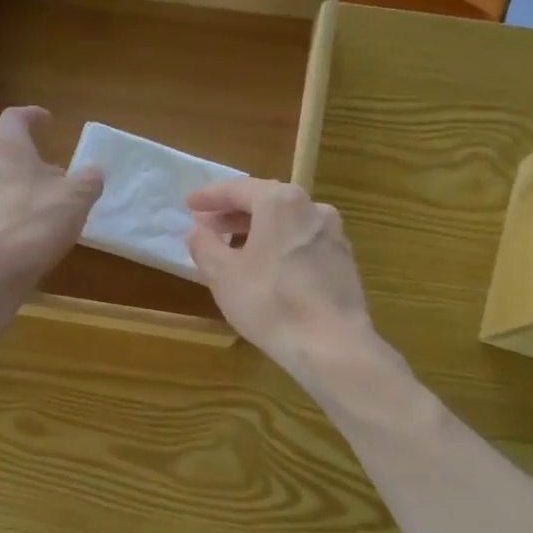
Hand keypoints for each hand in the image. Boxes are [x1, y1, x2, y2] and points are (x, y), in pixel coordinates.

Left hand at [0, 106, 102, 292]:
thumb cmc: (34, 223)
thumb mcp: (76, 199)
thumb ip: (88, 180)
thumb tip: (92, 173)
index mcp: (4, 147)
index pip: (15, 117)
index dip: (33, 117)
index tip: (48, 122)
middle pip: (2, 153)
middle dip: (25, 162)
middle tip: (50, 177)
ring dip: (11, 189)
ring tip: (34, 209)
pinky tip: (15, 236)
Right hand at [186, 179, 380, 387]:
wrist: (331, 343)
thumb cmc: (270, 302)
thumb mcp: (223, 274)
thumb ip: (204, 246)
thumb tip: (198, 231)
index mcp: (280, 202)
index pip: (238, 189)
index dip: (210, 197)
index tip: (190, 205)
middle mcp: (312, 207)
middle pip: (265, 202)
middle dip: (233, 213)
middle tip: (208, 227)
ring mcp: (333, 234)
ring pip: (286, 222)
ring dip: (257, 230)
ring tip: (233, 250)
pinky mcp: (343, 260)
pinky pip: (302, 242)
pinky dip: (279, 245)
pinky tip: (266, 268)